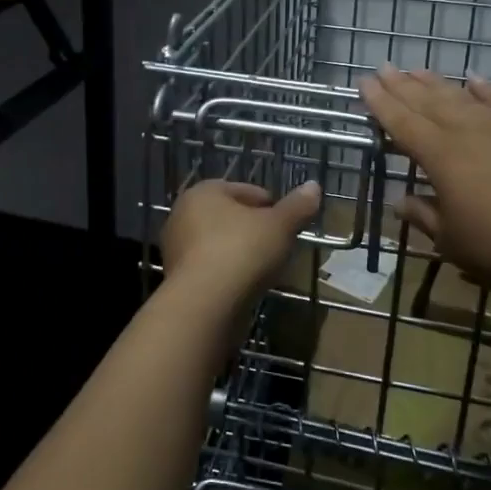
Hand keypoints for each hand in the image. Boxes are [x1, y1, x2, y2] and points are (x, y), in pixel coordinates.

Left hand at [161, 178, 321, 296]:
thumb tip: (314, 186)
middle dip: (252, 228)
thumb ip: (297, 206)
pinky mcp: (177, 278)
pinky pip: (210, 268)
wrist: (204, 304)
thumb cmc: (242, 251)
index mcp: (204, 192)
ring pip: (218, 243)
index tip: (287, 223)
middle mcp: (183, 214)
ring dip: (239, 252)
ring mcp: (176, 248)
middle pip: (228, 216)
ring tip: (264, 267)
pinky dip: (227, 272)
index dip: (270, 205)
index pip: (244, 191)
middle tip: (277, 244)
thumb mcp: (279, 225)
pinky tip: (245, 285)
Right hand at [358, 64, 490, 293]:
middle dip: (402, 85)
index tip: (363, 83)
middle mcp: (467, 132)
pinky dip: (484, 89)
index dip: (380, 103)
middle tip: (383, 68)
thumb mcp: (453, 241)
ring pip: (460, 97)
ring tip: (416, 69)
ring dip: (435, 82)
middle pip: (427, 102)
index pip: (402, 123)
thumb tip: (400, 200)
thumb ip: (423, 216)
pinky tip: (474, 78)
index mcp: (441, 157)